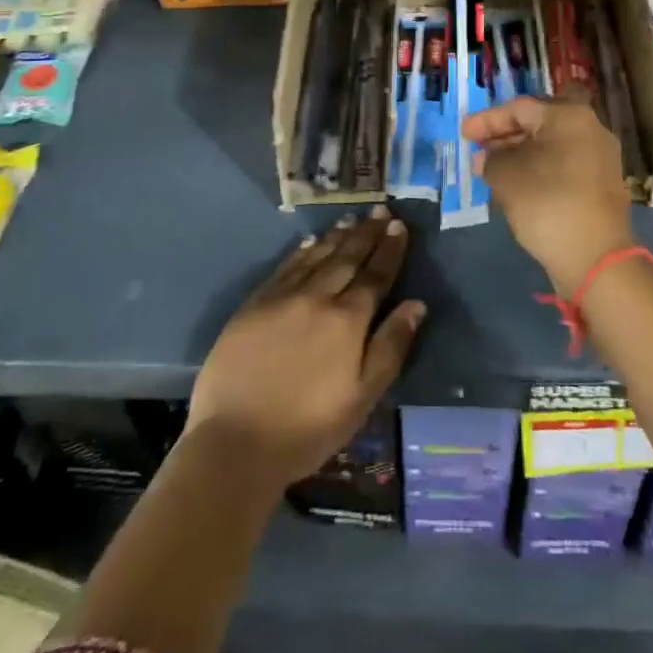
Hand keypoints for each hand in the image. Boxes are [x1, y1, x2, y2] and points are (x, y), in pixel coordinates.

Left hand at [187, 208, 425, 485]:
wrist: (235, 442)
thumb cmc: (308, 428)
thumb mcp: (362, 397)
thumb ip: (391, 346)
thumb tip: (417, 304)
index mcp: (348, 320)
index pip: (376, 275)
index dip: (389, 249)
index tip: (398, 225)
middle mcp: (318, 297)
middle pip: (348, 258)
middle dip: (367, 233)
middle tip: (380, 209)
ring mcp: (283, 297)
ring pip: (317, 256)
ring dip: (337, 236)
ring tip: (352, 219)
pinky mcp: (254, 305)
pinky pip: (285, 267)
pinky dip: (302, 251)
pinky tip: (311, 241)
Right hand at [463, 97, 634, 292]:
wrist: (595, 257)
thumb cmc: (547, 203)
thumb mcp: (506, 176)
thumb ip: (490, 159)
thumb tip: (486, 158)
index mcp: (569, 116)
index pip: (520, 108)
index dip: (487, 120)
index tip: (464, 134)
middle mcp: (591, 129)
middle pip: (538, 124)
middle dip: (504, 136)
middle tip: (478, 150)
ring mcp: (600, 158)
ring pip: (551, 146)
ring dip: (520, 155)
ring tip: (491, 170)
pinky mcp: (601, 185)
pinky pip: (563, 166)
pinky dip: (538, 170)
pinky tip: (517, 186)